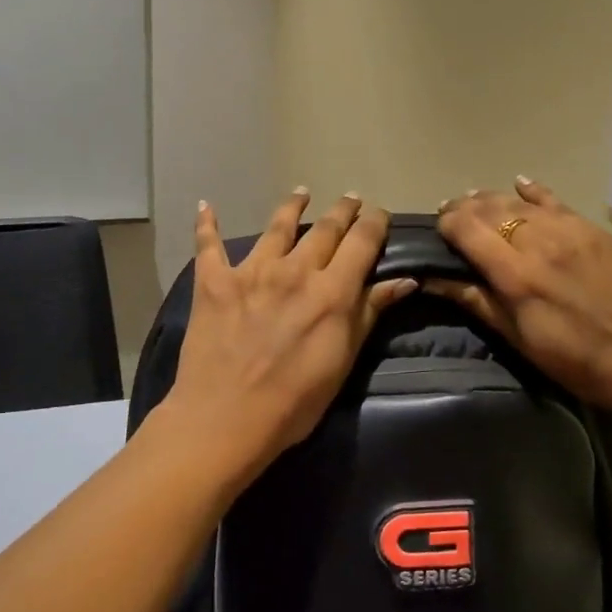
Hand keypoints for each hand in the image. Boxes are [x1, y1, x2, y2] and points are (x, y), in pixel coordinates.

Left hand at [165, 190, 415, 474]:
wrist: (226, 418)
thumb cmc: (295, 400)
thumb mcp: (343, 360)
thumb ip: (370, 313)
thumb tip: (405, 280)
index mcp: (332, 290)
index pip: (362, 241)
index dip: (374, 222)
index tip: (380, 214)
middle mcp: (295, 269)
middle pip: (325, 228)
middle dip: (342, 210)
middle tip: (350, 199)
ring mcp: (252, 271)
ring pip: (277, 226)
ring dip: (292, 206)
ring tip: (301, 194)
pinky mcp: (214, 281)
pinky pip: (209, 244)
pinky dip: (207, 224)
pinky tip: (206, 206)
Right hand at [432, 178, 611, 423]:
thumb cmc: (578, 361)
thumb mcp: (520, 339)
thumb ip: (476, 301)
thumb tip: (433, 279)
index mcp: (516, 274)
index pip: (466, 229)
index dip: (445, 225)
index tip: (437, 232)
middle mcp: (538, 241)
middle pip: (488, 209)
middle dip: (463, 209)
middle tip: (449, 218)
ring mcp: (568, 229)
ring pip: (517, 201)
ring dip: (490, 199)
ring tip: (474, 203)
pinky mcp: (592, 228)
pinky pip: (553, 200)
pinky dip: (531, 191)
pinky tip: (518, 184)